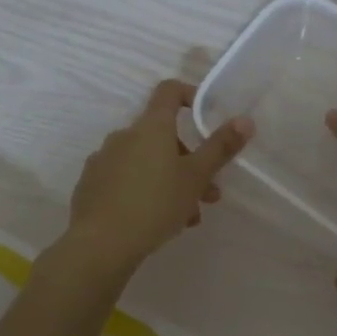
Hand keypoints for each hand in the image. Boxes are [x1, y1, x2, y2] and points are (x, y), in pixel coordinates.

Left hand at [62, 79, 252, 273]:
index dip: (190, 96)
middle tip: (207, 193)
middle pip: (162, 135)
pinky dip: (145, 192)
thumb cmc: (155, 204)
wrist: (99, 244)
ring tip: (187, 217)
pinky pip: (126, 180)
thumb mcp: (196, 177)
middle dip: (189, 161)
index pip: (169, 91)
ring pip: (146, 163)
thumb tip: (245, 120)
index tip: (207, 117)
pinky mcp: (91, 185)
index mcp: (151, 127)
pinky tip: (156, 222)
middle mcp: (124, 135)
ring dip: (171, 182)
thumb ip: (220, 147)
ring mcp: (104, 160)